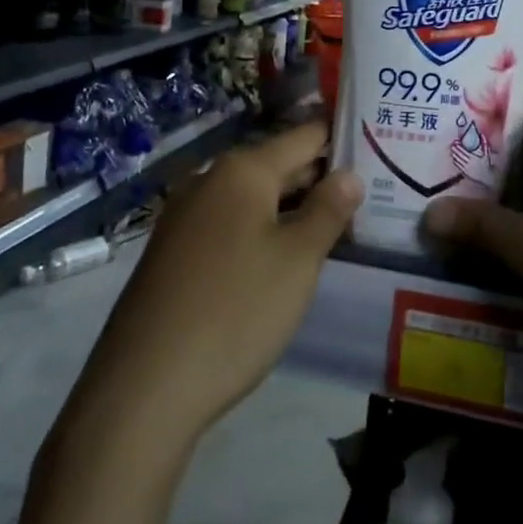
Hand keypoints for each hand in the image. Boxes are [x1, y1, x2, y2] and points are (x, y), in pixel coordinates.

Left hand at [82, 122, 361, 439]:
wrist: (144, 387)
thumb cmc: (235, 311)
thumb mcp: (298, 260)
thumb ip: (328, 210)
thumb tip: (350, 175)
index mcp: (242, 170)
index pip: (304, 135)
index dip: (341, 139)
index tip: (378, 149)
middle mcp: (209, 180)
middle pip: (278, 165)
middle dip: (321, 178)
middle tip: (371, 192)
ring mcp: (186, 216)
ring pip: (254, 198)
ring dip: (293, 208)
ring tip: (338, 225)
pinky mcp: (174, 251)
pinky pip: (231, 224)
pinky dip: (263, 230)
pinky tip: (285, 257)